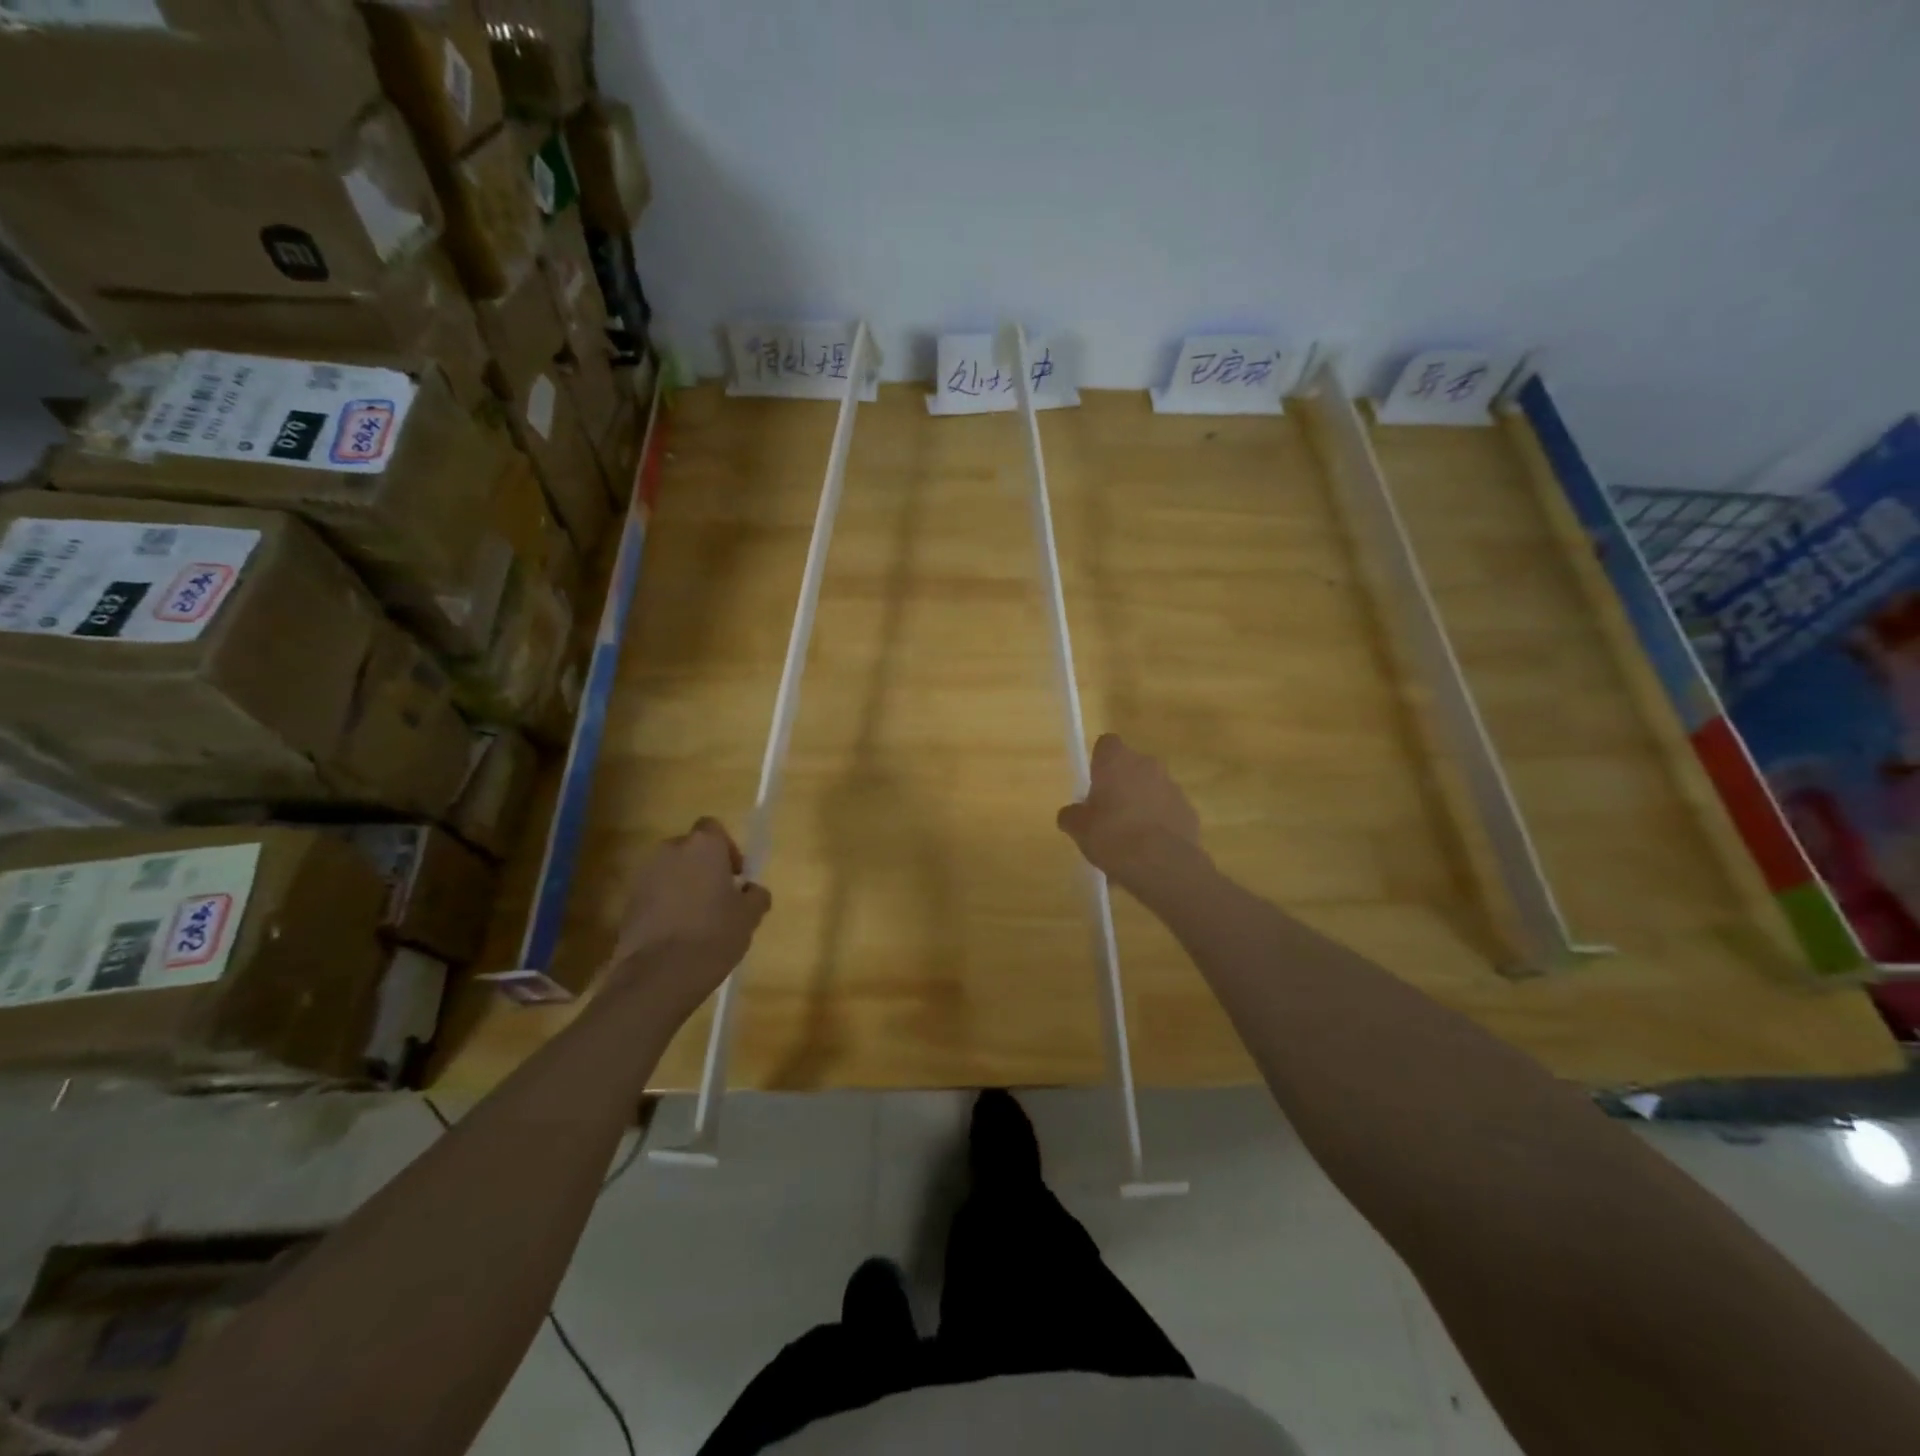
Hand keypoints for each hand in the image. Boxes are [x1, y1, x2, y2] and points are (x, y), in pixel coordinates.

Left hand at [607, 818, 770, 1013]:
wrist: (658, 975)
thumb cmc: (713, 935)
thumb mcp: (750, 916)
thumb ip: (755, 896)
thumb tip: (751, 890)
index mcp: (703, 846)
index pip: (713, 829)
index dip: (727, 849)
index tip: (735, 876)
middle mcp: (670, 851)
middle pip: (690, 850)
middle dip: (703, 868)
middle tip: (718, 898)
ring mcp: (644, 876)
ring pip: (670, 872)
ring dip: (683, 887)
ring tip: (697, 920)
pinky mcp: (627, 903)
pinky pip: (654, 895)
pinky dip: (665, 906)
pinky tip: (677, 935)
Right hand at [1057, 735, 1203, 888]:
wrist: (1163, 865)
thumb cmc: (1113, 836)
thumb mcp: (1078, 828)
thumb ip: (1072, 815)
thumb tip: (1072, 814)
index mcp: (1117, 761)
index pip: (1107, 744)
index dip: (1099, 761)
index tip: (1093, 783)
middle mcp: (1147, 765)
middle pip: (1130, 766)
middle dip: (1120, 785)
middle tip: (1107, 814)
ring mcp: (1172, 787)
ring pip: (1151, 788)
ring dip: (1141, 804)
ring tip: (1129, 838)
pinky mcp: (1189, 810)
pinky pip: (1167, 810)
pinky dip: (1159, 823)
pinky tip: (1149, 849)